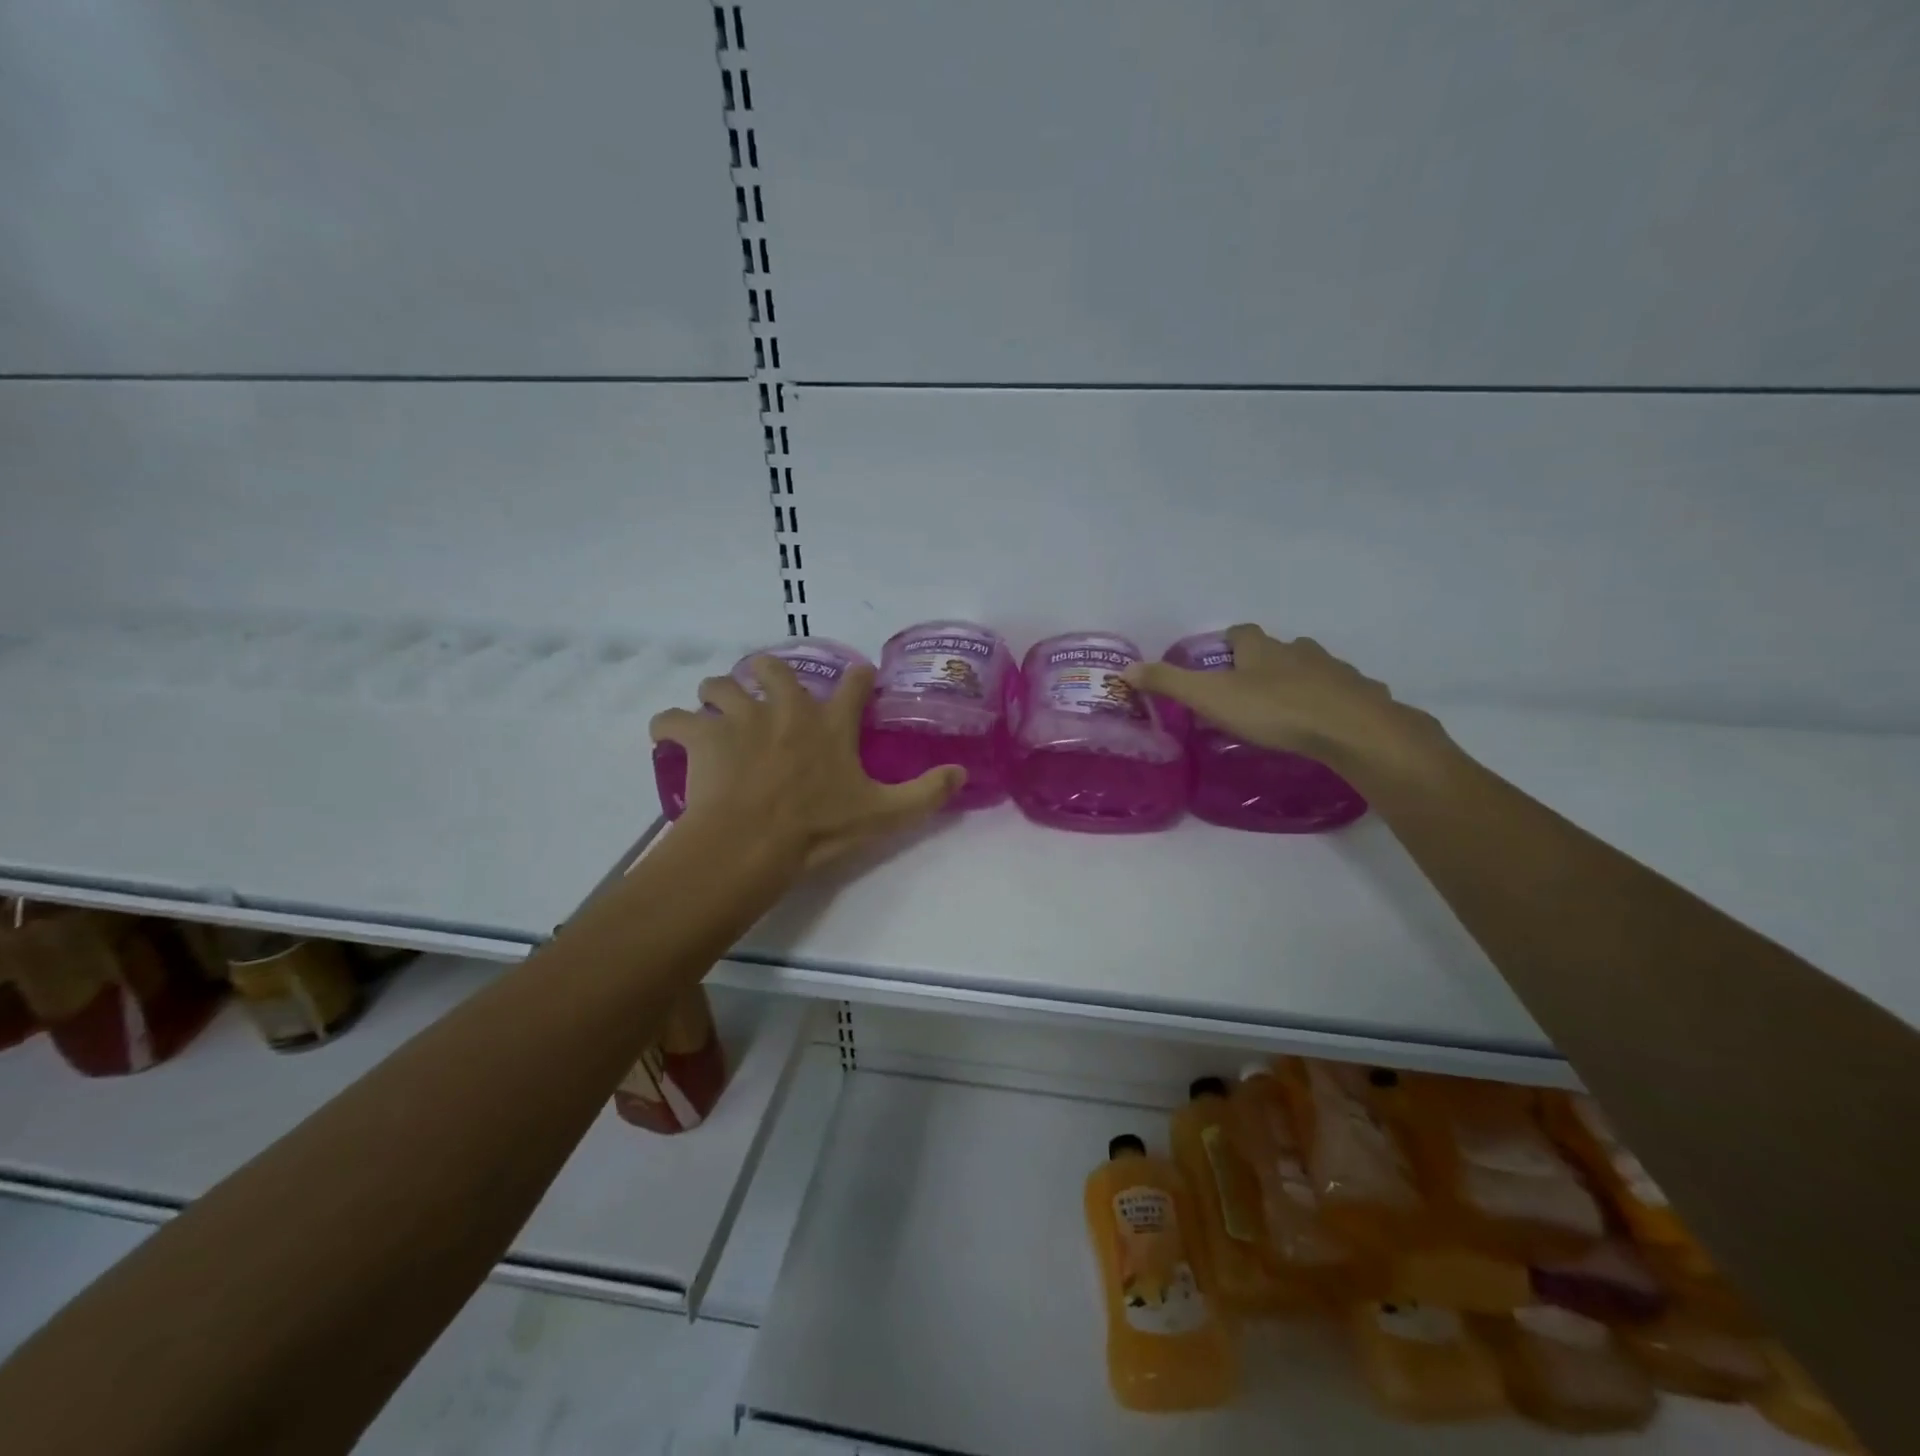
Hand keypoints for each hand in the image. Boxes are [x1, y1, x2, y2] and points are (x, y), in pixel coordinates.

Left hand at [649, 656, 962, 868]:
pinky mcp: (702, 735)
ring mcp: (740, 718)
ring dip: (717, 694)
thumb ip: (926, 792)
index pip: (853, 683)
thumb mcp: (884, 814)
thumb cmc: (820, 828)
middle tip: (764, 694)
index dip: (858, 677)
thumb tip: (963, 773)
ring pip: (720, 685)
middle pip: (773, 668)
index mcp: (830, 723)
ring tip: (716, 712)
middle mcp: (786, 709)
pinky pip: (673, 718)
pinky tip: (668, 735)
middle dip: (768, 674)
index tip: (859, 677)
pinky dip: (669, 724)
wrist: (754, 842)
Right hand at [1124, 624, 1439, 773]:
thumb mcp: (1211, 697)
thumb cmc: (1274, 710)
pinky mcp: (1361, 695)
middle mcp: (1299, 652)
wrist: (1350, 728)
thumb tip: (1126, 669)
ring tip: (1287, 708)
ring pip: (1313, 668)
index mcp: (1262, 650)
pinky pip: (1343, 693)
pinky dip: (1331, 702)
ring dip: (1300, 680)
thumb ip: (1170, 683)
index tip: (1221, 658)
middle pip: (1280, 648)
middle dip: (1266, 662)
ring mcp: (1335, 671)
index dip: (1230, 642)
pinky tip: (1326, 724)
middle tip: (1250, 689)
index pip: (1242, 633)